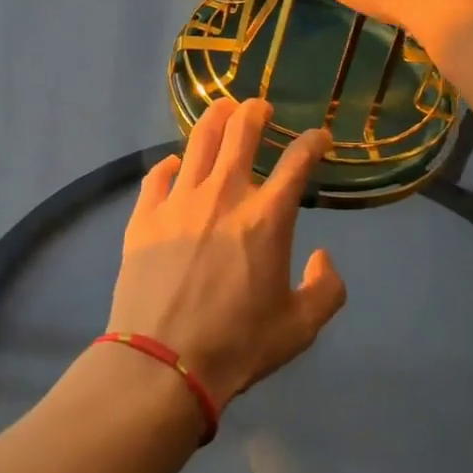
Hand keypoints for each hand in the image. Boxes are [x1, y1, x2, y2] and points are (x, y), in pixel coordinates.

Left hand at [107, 98, 346, 410]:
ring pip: (199, 139)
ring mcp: (180, 200)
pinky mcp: (146, 215)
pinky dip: (171, 165)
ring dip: (215, 117)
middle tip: (261, 108)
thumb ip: (326, 289)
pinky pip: (158, 175)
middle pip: (242, 130)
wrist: (162, 364)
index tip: (319, 138)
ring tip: (222, 110)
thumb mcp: (300, 328)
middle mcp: (224, 193)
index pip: (298, 160)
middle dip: (256, 111)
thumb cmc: (237, 345)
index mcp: (267, 216)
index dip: (313, 141)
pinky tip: (176, 166)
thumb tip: (322, 257)